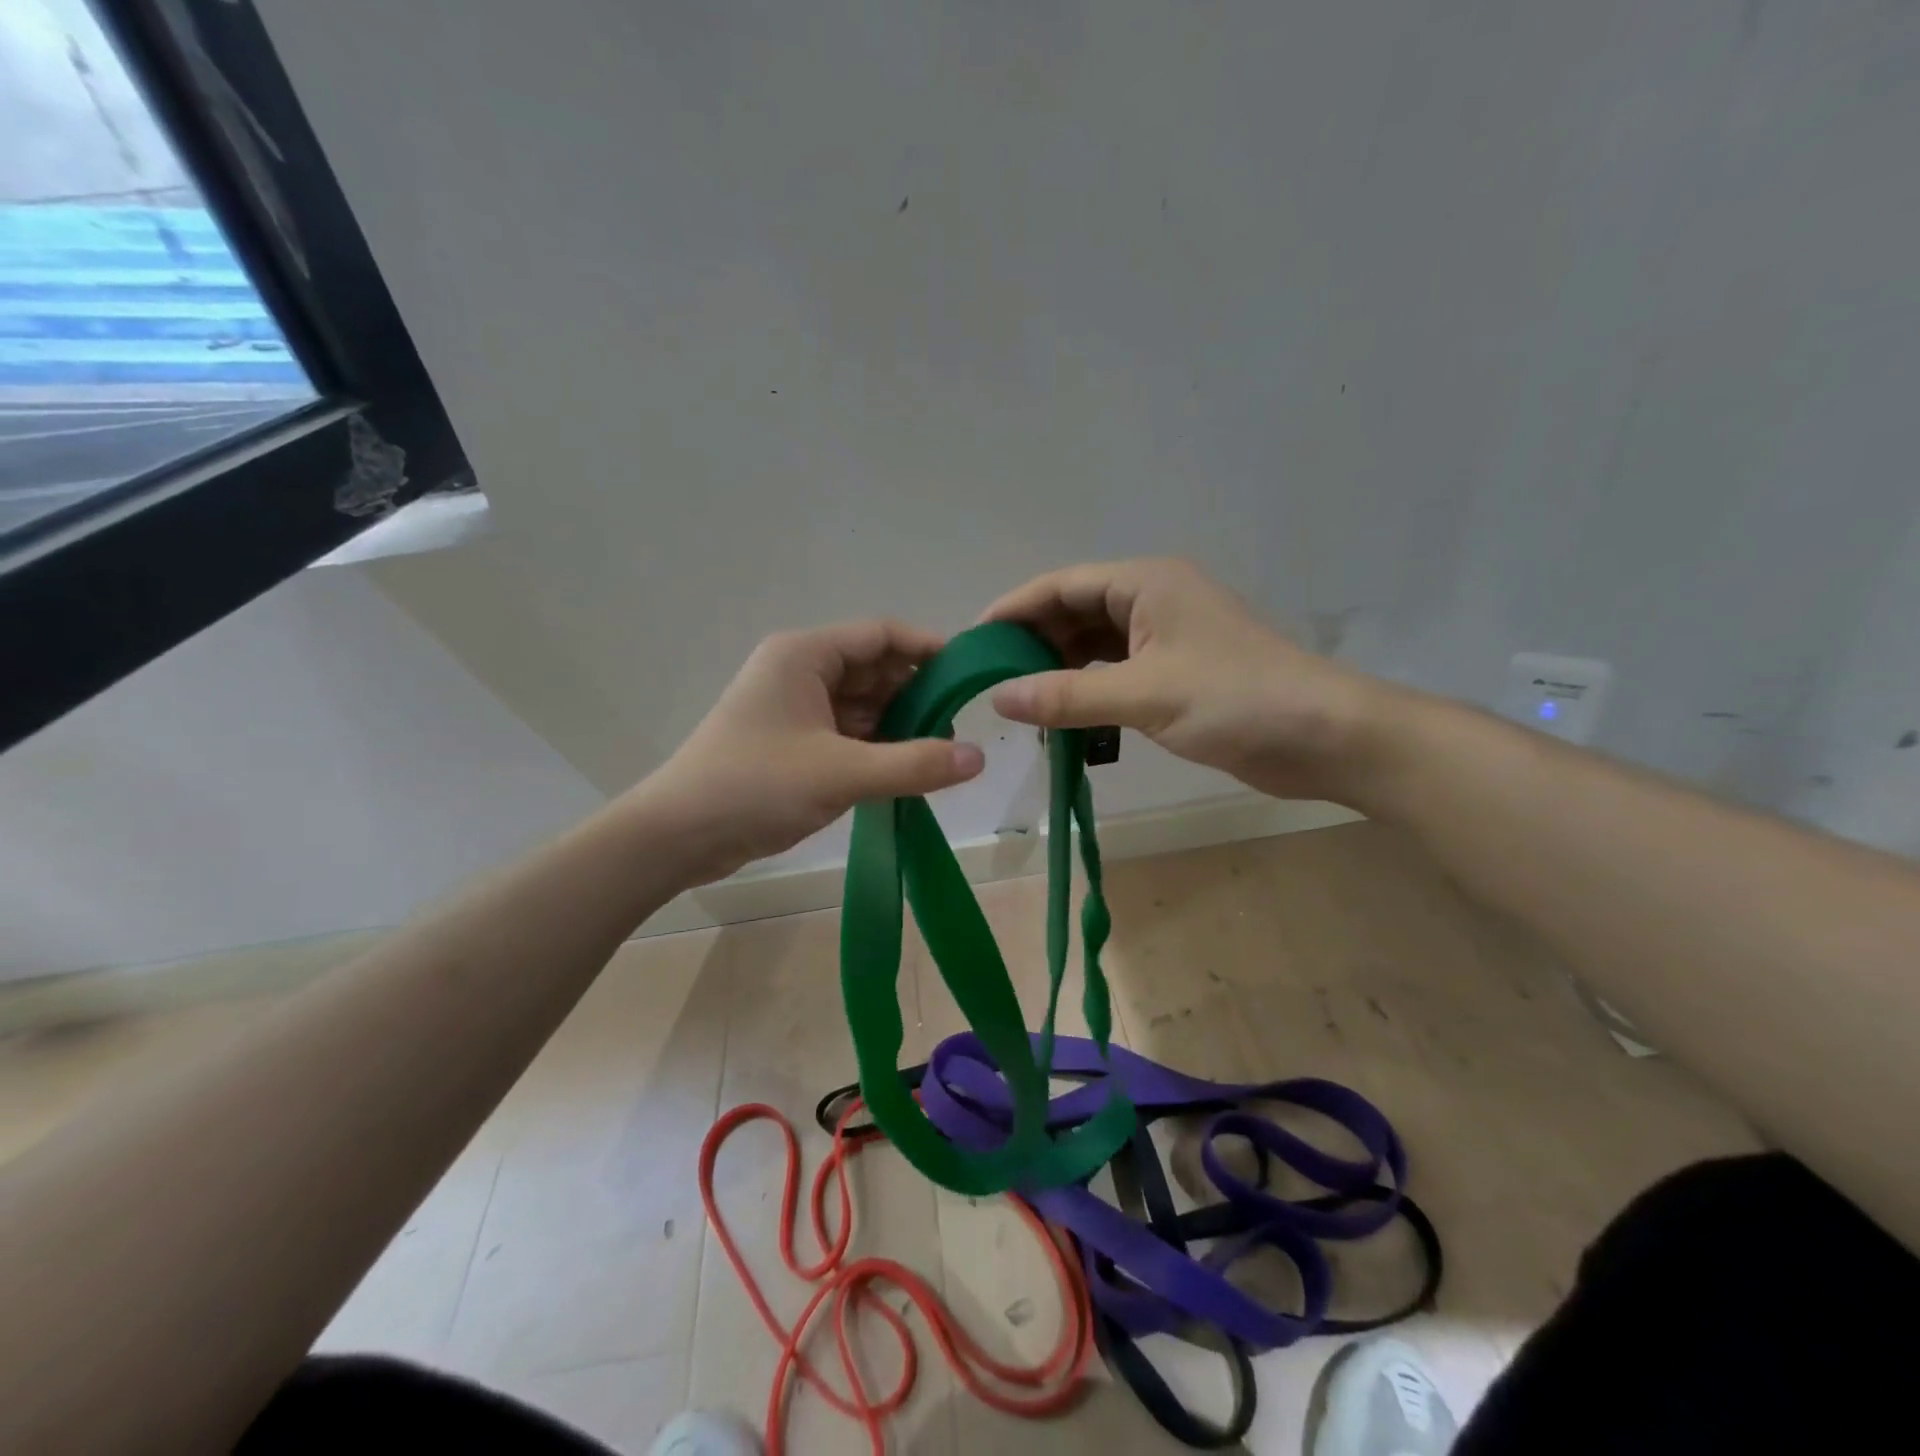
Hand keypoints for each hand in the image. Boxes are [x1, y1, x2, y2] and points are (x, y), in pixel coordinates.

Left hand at [640, 620, 984, 883]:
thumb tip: (979, 758)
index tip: (969, 677)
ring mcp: (795, 709)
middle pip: (874, 669)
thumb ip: (914, 764)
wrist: (677, 837)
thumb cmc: (754, 786)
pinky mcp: (792, 743)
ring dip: (898, 726)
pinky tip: (905, 771)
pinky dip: (876, 748)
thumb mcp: (841, 773)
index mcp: (805, 655)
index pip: (881, 635)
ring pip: (863, 705)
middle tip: (959, 729)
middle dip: (916, 695)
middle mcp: (800, 671)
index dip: (928, 649)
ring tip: (939, 756)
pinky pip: (847, 734)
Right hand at [982, 558, 1386, 802]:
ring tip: (1019, 701)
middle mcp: (1151, 601)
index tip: (972, 642)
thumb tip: (999, 697)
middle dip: (1032, 643)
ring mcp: (1165, 638)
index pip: (1061, 586)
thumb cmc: (1236, 700)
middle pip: (1074, 613)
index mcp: (1144, 584)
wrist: (1324, 736)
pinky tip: (1062, 715)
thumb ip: (1068, 696)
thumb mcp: (1144, 695)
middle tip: (990, 681)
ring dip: (1058, 670)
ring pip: (1093, 646)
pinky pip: (1114, 673)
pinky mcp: (1175, 673)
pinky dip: (1086, 690)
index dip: (1013, 610)